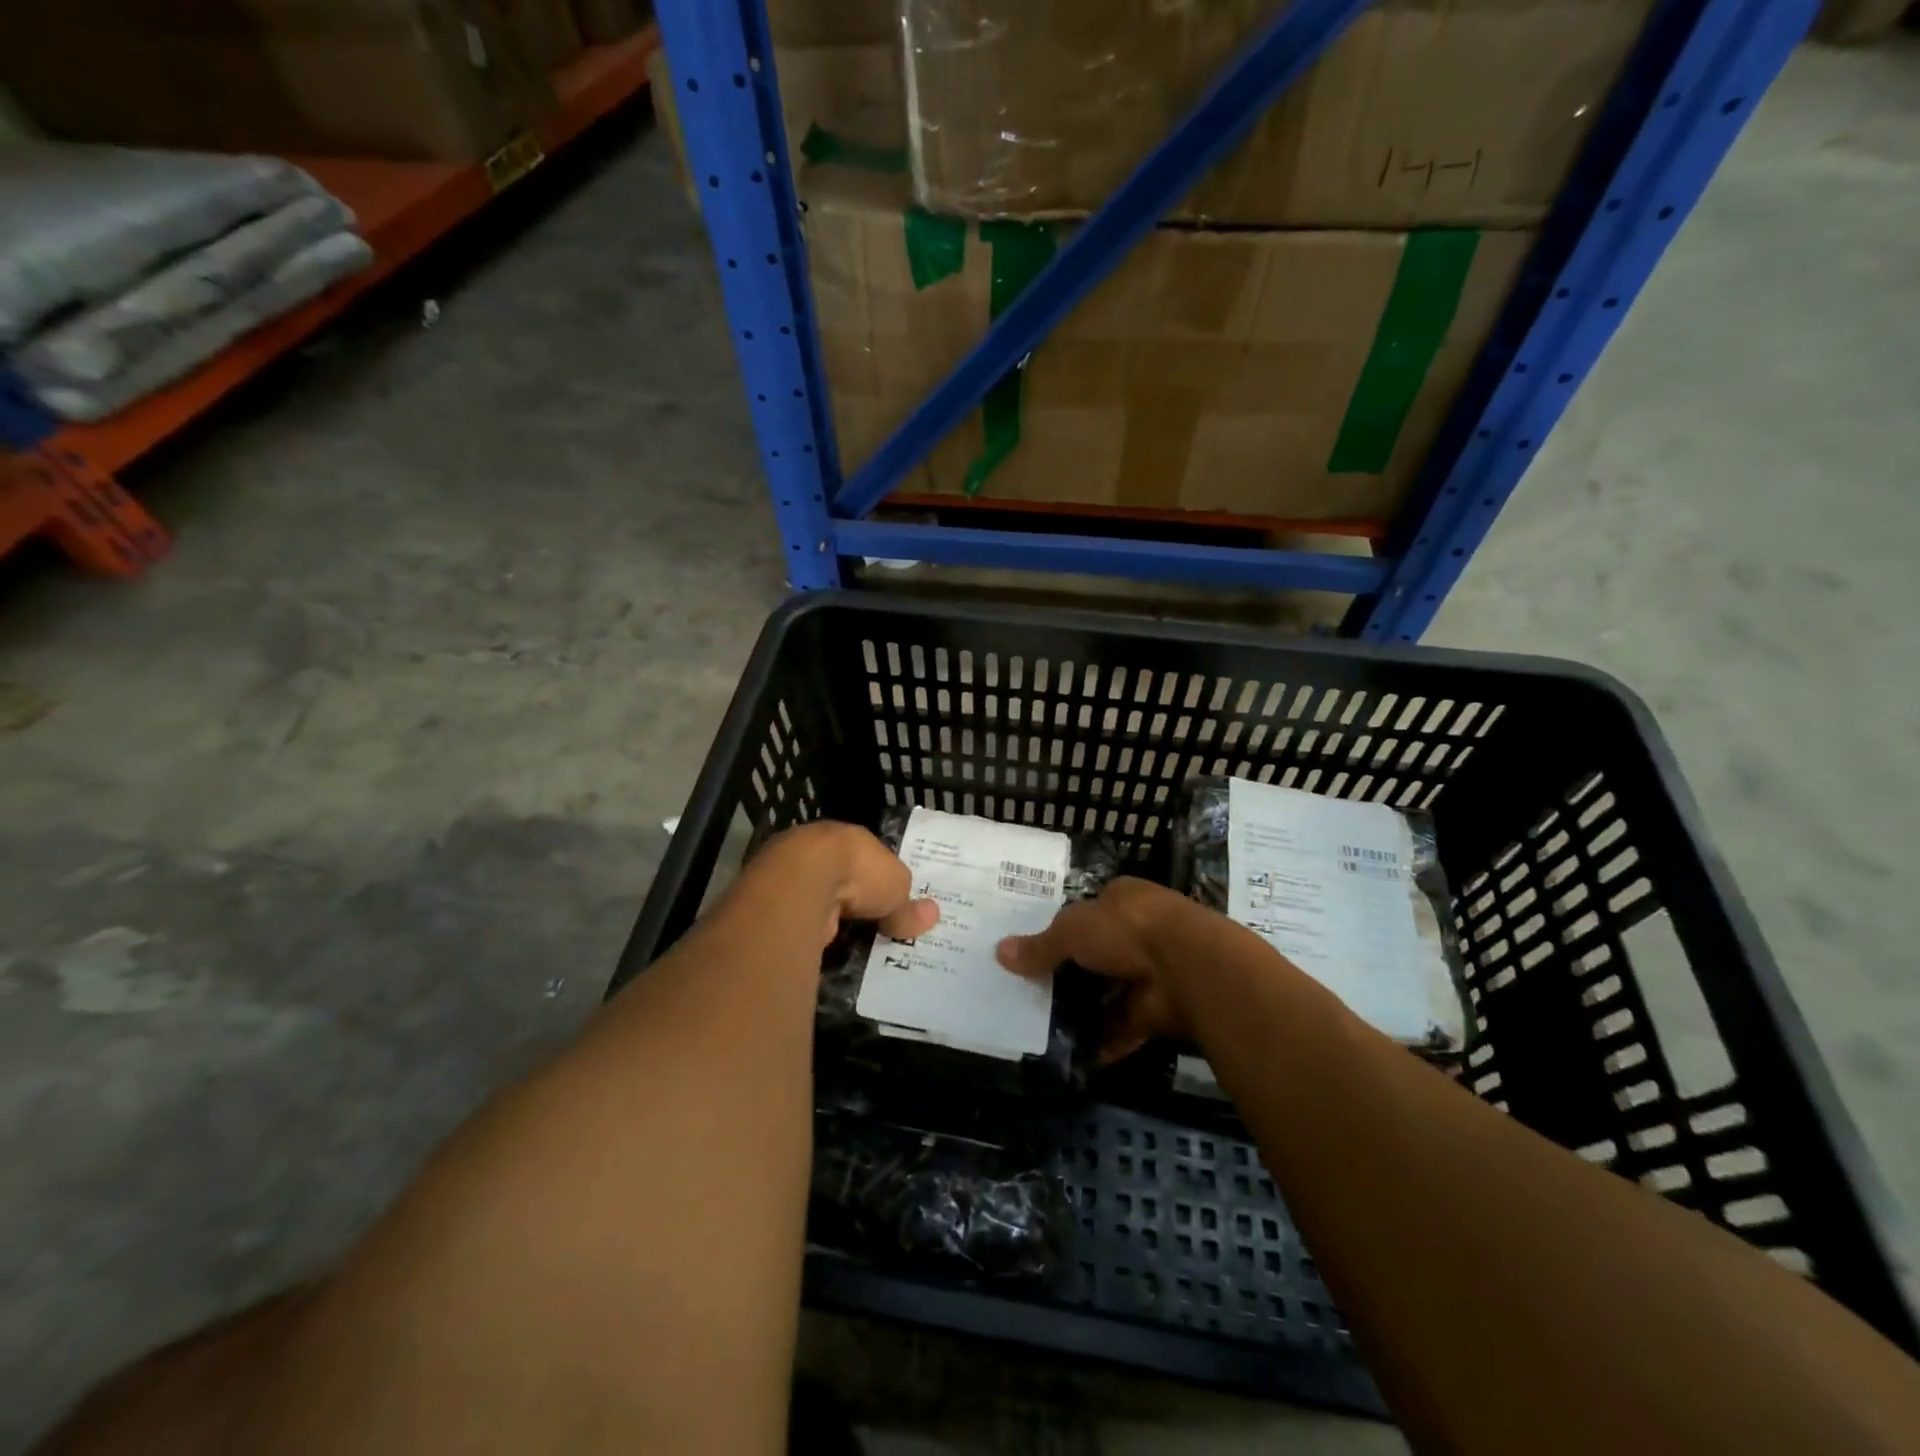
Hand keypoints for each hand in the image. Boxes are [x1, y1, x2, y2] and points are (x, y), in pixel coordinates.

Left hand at [751, 821, 938, 946]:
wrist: (802, 881)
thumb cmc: (857, 872)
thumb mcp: (897, 889)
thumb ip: (907, 905)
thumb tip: (932, 915)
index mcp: (847, 838)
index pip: (865, 857)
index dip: (876, 879)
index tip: (885, 901)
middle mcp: (814, 850)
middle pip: (836, 877)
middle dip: (849, 900)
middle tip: (865, 927)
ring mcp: (786, 874)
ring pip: (812, 898)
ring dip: (825, 917)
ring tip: (843, 944)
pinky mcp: (767, 902)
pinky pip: (794, 919)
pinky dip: (806, 932)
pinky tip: (817, 948)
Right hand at [996, 877, 1195, 1062]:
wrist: (1187, 967)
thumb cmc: (1126, 929)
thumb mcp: (1072, 930)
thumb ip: (1040, 946)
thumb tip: (999, 953)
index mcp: (1123, 899)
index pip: (1090, 911)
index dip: (1064, 929)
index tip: (1038, 950)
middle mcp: (1140, 931)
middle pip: (1098, 954)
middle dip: (1072, 974)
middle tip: (1033, 993)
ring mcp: (1152, 972)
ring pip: (1111, 992)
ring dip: (1086, 1011)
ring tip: (1046, 1029)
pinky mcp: (1159, 1010)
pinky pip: (1125, 1026)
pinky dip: (1104, 1041)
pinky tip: (1075, 1056)